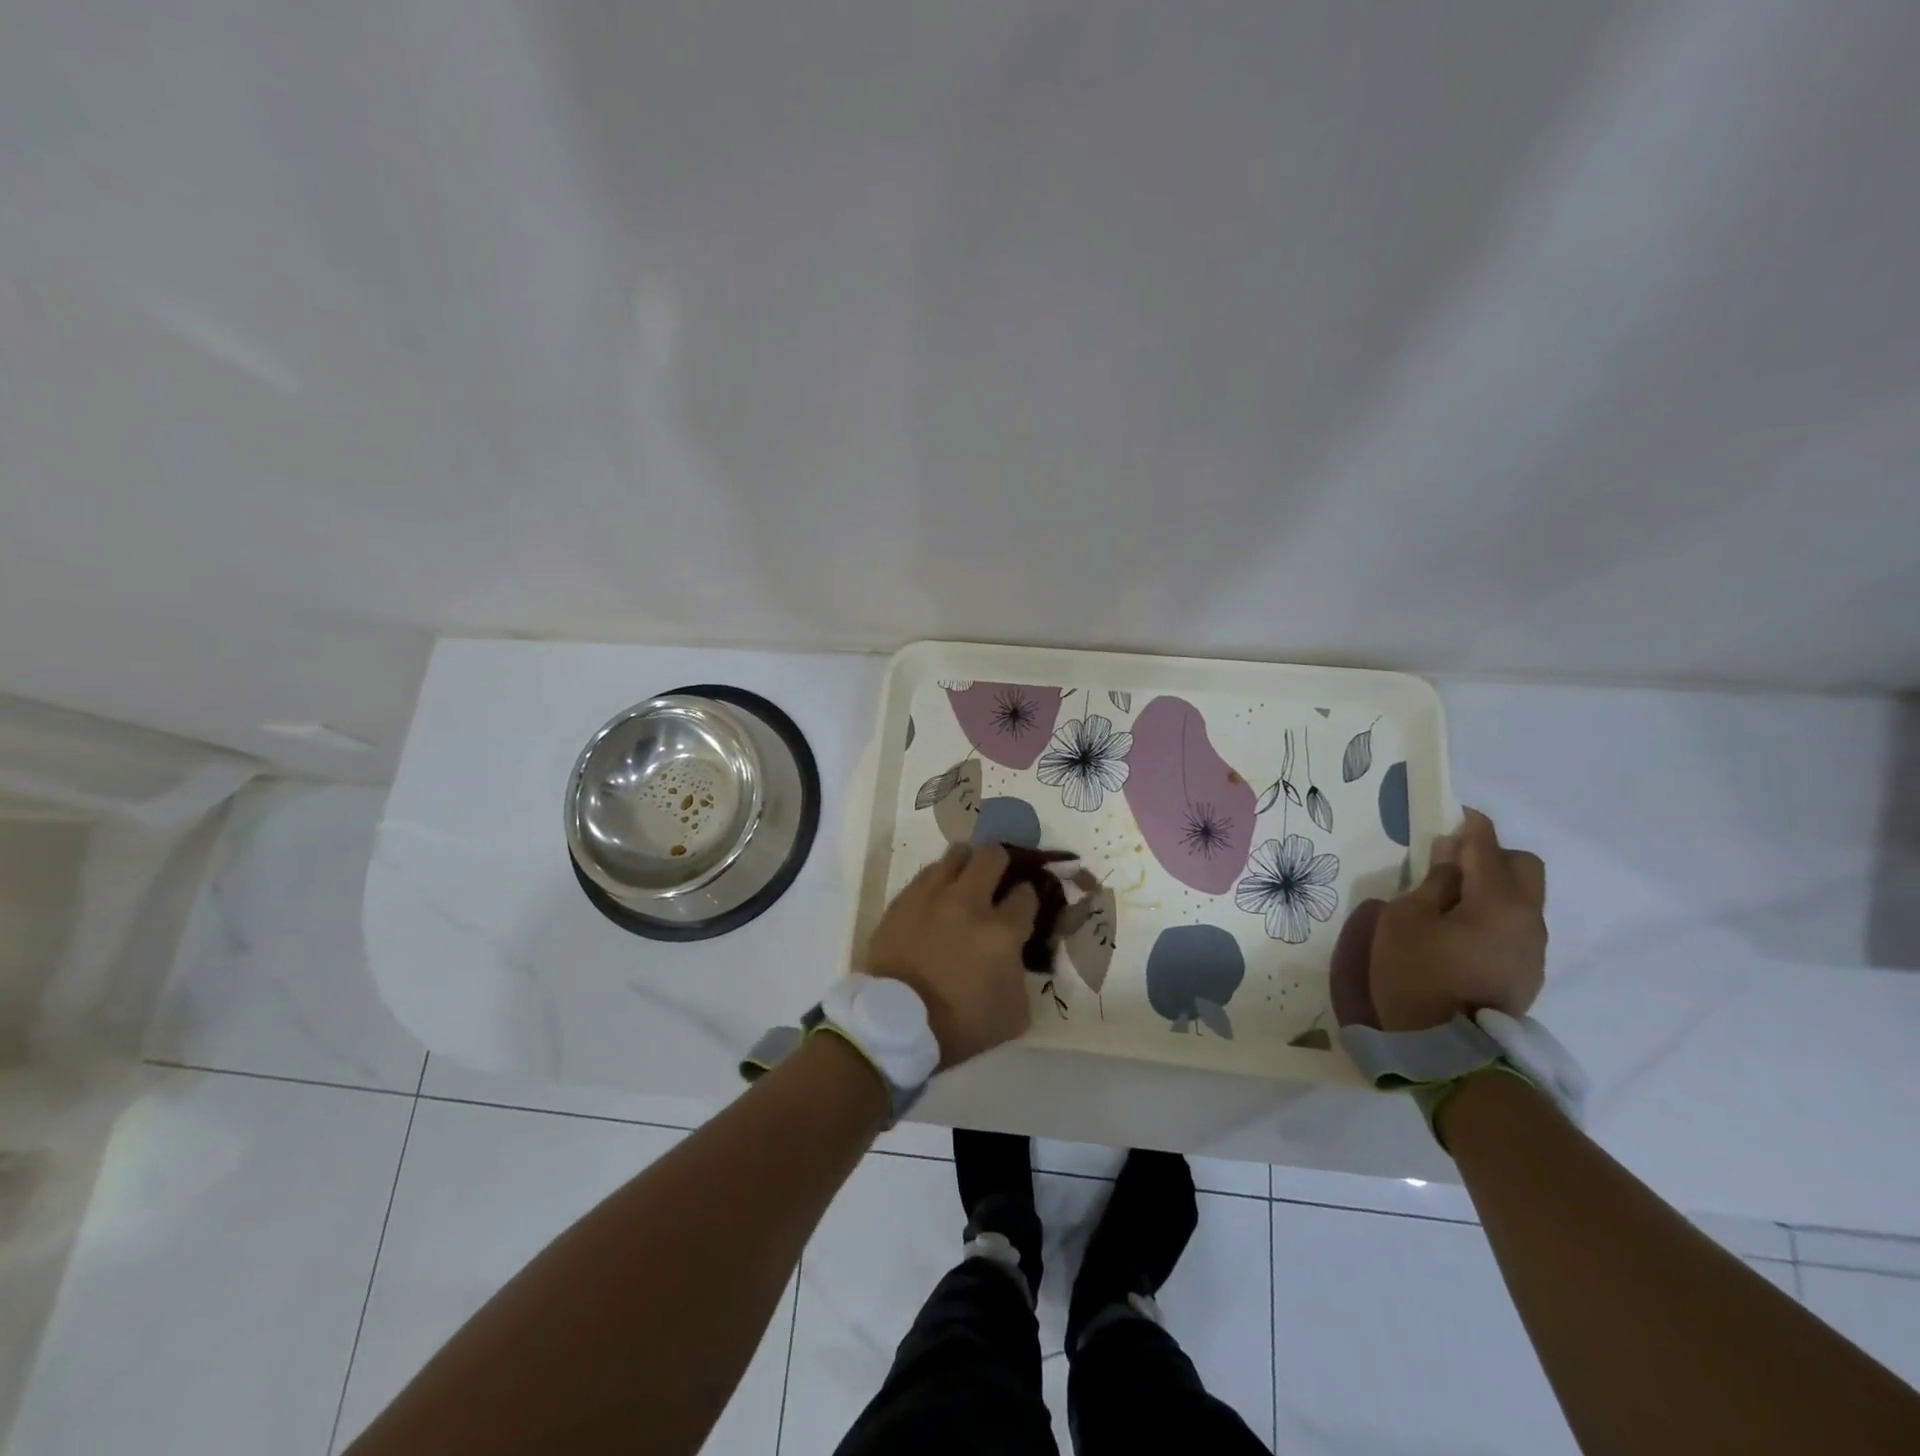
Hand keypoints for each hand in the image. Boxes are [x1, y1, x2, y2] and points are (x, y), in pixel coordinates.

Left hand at [863, 844, 1037, 1067]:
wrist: (894, 1024)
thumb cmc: (959, 1024)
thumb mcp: (1013, 1014)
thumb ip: (1023, 976)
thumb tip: (1017, 956)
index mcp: (1001, 932)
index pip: (1027, 893)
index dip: (1029, 897)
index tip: (1023, 906)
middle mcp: (968, 902)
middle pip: (992, 855)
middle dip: (1002, 862)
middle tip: (998, 878)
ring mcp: (931, 896)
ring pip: (956, 853)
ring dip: (968, 863)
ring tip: (966, 880)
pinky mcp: (903, 899)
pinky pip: (927, 873)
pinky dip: (939, 879)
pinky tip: (939, 896)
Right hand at [1367, 809, 1547, 1032]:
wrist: (1447, 1051)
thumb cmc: (1417, 974)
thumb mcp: (1406, 919)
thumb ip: (1433, 882)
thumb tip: (1452, 856)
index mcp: (1499, 902)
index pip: (1488, 847)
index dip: (1471, 826)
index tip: (1455, 813)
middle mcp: (1528, 919)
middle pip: (1524, 867)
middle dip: (1492, 855)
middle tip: (1451, 863)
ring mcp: (1532, 949)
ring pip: (1522, 898)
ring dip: (1492, 886)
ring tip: (1450, 900)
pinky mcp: (1527, 971)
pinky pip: (1515, 925)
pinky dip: (1493, 914)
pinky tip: (1461, 931)